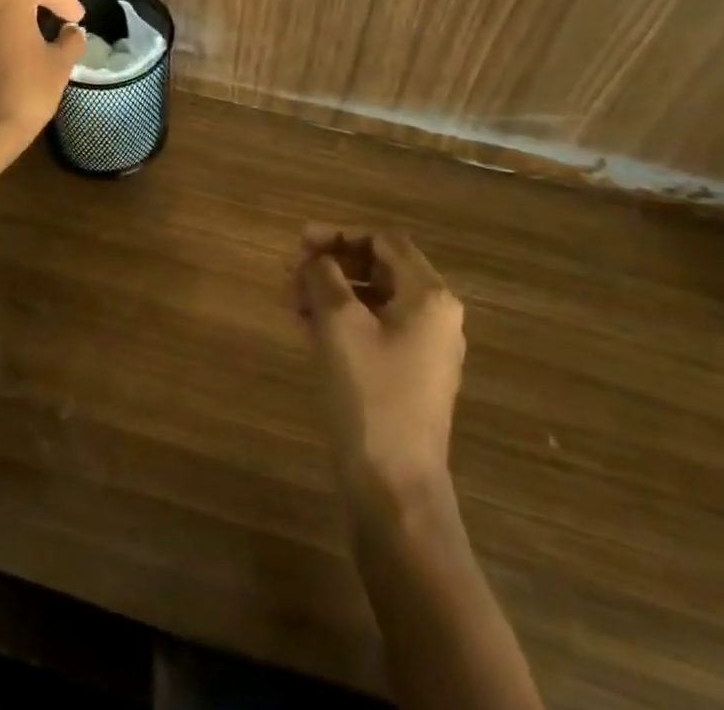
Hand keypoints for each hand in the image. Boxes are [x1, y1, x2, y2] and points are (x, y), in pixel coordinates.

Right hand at [293, 226, 465, 507]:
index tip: (299, 242)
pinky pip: (373, 330)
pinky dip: (340, 320)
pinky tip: (305, 325)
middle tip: (290, 270)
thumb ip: (324, 277)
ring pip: (372, 300)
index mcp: (429, 296)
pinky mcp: (407, 377)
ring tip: (289, 298)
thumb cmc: (370, 395)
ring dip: (330, 292)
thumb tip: (315, 259)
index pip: (384, 241)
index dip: (339, 235)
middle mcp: (434, 316)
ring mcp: (423, 350)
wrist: (394, 489)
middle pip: (378, 268)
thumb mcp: (339, 325)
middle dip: (331, 264)